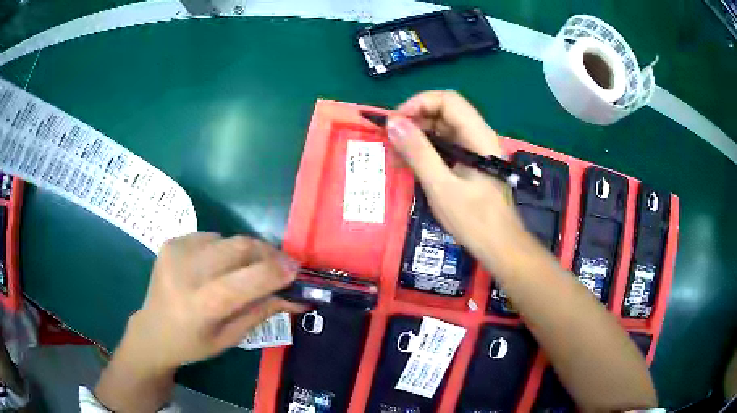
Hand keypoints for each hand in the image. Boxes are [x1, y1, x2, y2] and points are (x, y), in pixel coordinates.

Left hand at [96, 233, 302, 411]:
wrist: (152, 331)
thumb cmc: (193, 344)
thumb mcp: (230, 338)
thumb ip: (262, 312)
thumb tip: (296, 296)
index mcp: (200, 305)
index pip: (246, 280)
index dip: (276, 271)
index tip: (297, 270)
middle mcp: (186, 272)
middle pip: (239, 247)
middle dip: (267, 253)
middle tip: (282, 265)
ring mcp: (176, 252)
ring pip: (228, 238)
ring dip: (246, 252)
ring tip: (248, 269)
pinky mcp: (172, 242)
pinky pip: (211, 237)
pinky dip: (224, 249)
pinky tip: (218, 266)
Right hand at [388, 91, 527, 260]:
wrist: (500, 247)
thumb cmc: (475, 220)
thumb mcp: (442, 187)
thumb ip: (419, 152)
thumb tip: (393, 123)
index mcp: (478, 136)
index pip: (448, 100)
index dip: (419, 103)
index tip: (395, 123)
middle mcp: (478, 136)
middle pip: (444, 112)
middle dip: (415, 120)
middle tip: (390, 139)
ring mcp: (475, 150)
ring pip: (443, 129)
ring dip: (418, 136)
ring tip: (395, 154)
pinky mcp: (470, 164)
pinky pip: (445, 146)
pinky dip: (425, 150)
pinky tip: (409, 164)